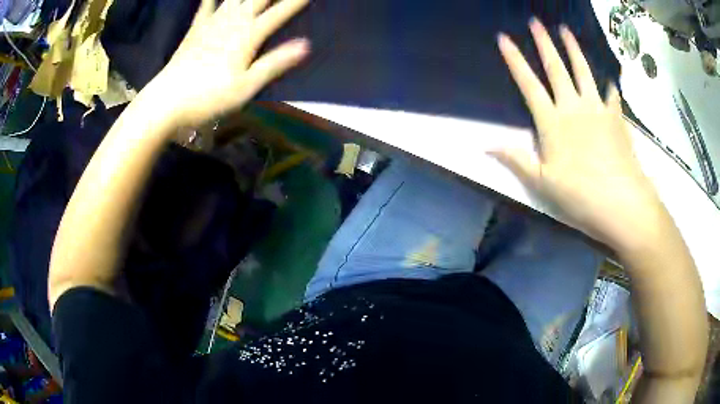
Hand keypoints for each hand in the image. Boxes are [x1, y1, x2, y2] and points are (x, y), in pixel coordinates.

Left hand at [149, 0, 310, 127]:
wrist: (167, 101)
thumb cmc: (208, 98)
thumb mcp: (246, 87)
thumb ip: (275, 63)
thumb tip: (306, 45)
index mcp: (248, 36)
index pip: (278, 13)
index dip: (295, 1)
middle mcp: (233, 22)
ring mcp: (212, 22)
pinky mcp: (196, 28)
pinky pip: (206, 5)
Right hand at [493, 18, 663, 250]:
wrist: (621, 203)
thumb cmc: (580, 196)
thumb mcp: (542, 183)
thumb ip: (516, 159)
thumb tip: (485, 145)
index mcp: (553, 122)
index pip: (529, 84)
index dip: (515, 60)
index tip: (504, 38)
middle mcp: (573, 107)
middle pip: (556, 69)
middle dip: (544, 43)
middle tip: (535, 21)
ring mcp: (597, 110)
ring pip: (583, 72)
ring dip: (573, 49)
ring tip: (565, 30)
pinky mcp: (616, 118)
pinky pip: (612, 95)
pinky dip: (610, 85)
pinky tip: (609, 78)